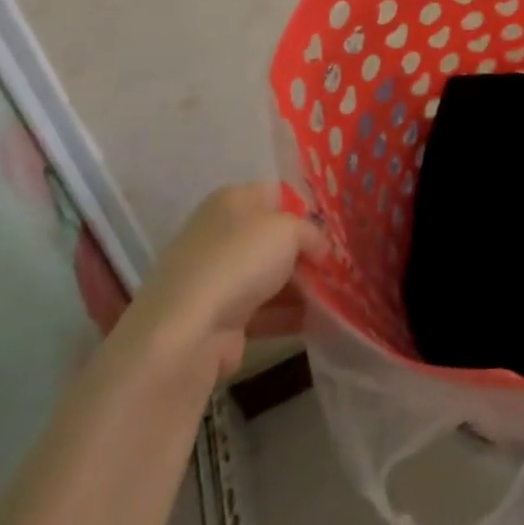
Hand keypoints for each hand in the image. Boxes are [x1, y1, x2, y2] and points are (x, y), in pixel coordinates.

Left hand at [126, 184, 325, 383]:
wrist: (187, 331)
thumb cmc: (240, 260)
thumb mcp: (289, 229)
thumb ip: (312, 233)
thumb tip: (320, 249)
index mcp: (231, 200)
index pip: (276, 194)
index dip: (305, 209)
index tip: (330, 230)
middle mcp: (220, 233)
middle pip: (273, 238)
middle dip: (305, 252)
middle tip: (336, 265)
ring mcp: (215, 277)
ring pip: (269, 276)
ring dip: (300, 286)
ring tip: (335, 295)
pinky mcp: (216, 317)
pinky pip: (262, 310)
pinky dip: (287, 314)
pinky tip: (317, 320)